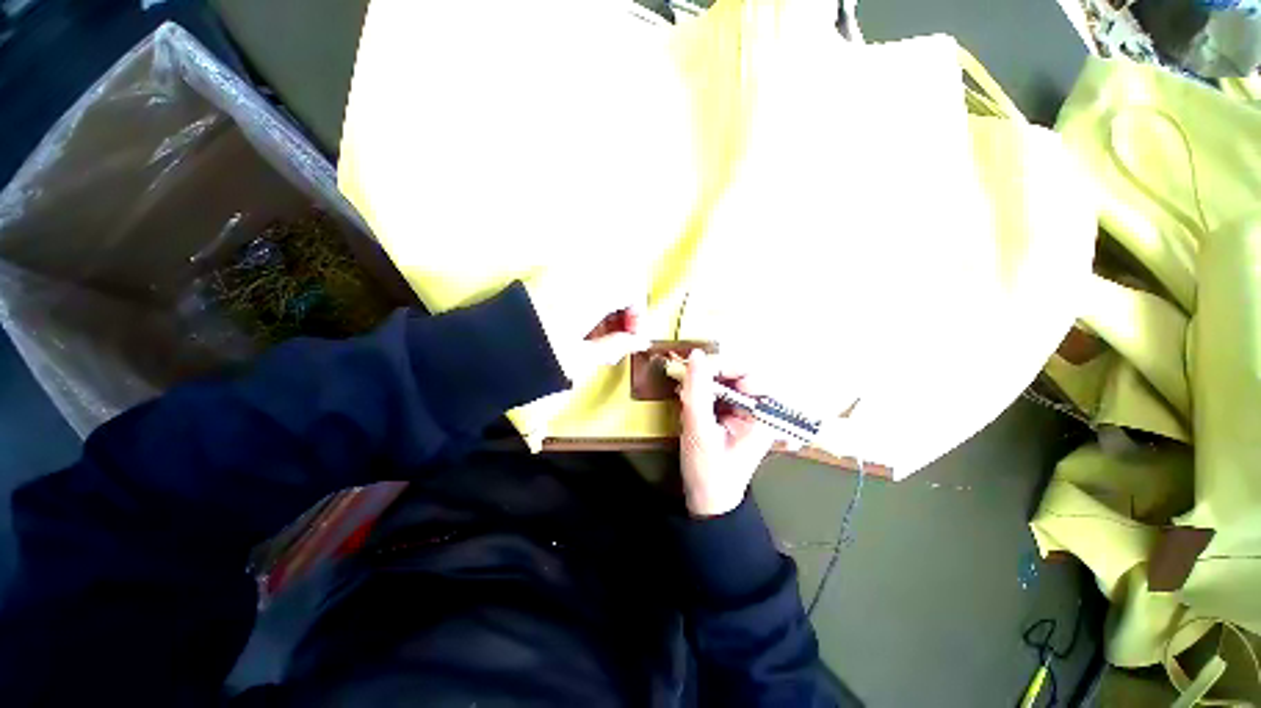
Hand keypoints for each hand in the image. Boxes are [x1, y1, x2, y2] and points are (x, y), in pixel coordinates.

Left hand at [524, 270, 647, 380]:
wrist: (486, 352)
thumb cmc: (538, 358)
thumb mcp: (582, 358)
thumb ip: (616, 345)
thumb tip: (641, 341)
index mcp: (590, 292)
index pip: (631, 288)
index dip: (638, 314)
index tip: (632, 338)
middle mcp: (577, 275)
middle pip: (617, 281)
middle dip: (623, 310)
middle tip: (617, 339)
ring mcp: (559, 274)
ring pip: (599, 282)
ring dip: (606, 307)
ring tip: (597, 339)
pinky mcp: (545, 279)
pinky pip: (580, 283)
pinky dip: (589, 302)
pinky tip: (580, 327)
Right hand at [678, 350, 777, 517]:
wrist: (708, 502)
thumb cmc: (708, 471)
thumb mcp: (699, 430)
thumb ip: (697, 391)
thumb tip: (696, 355)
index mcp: (763, 416)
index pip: (751, 375)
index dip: (725, 367)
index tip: (697, 369)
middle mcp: (760, 412)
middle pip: (740, 376)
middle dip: (712, 375)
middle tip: (687, 379)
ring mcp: (747, 414)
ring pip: (727, 383)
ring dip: (705, 383)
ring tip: (685, 390)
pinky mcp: (733, 417)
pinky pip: (720, 394)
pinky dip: (703, 392)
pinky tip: (689, 398)